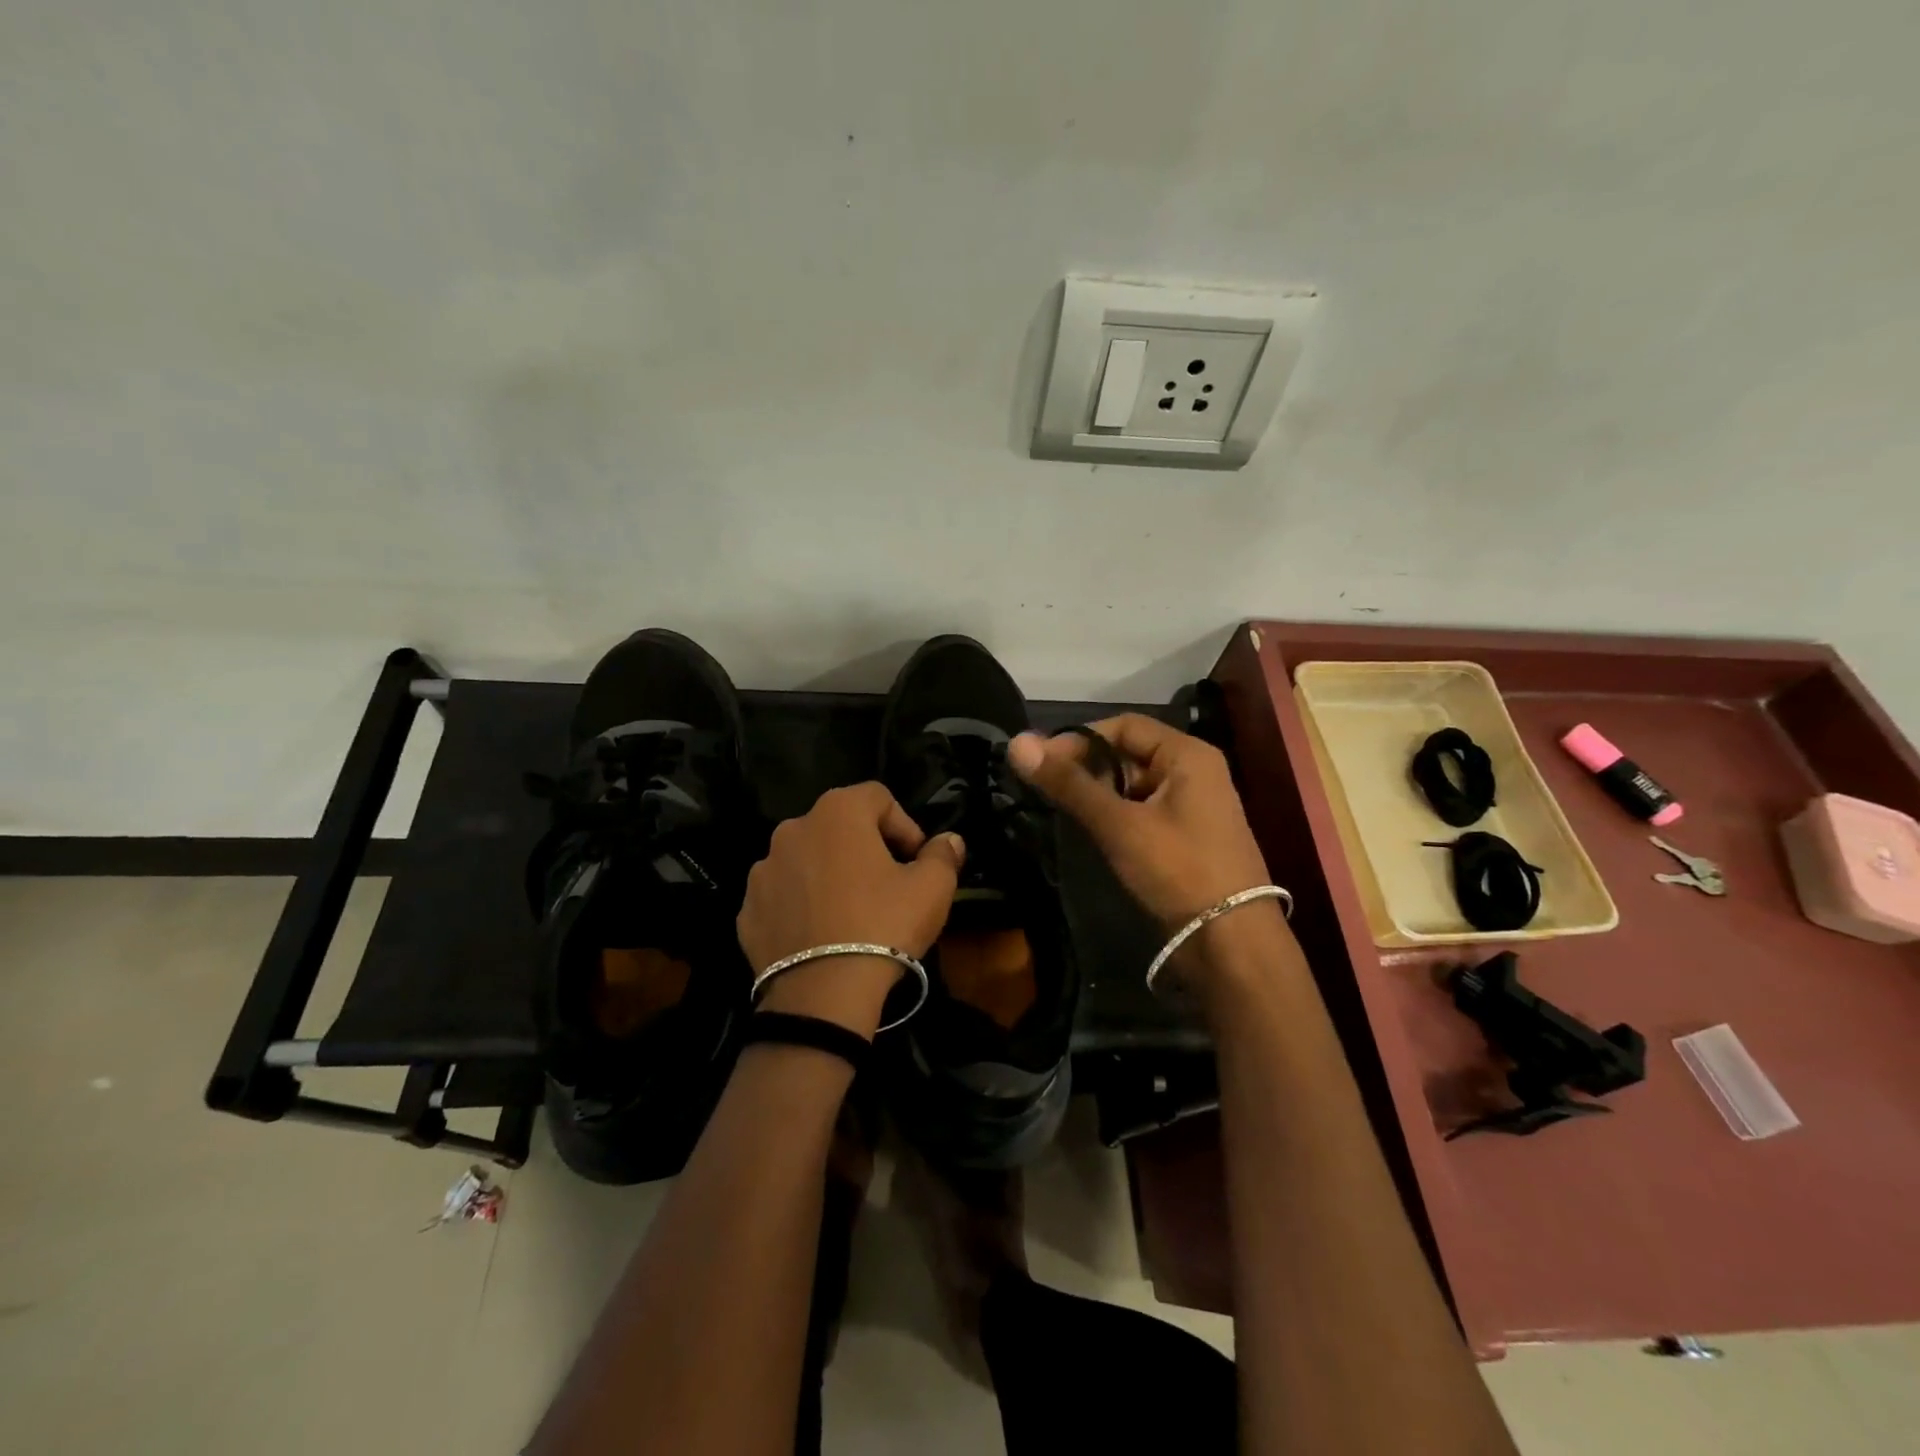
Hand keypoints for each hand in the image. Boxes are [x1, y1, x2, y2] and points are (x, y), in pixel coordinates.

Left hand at [738, 783, 965, 1034]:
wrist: (822, 995)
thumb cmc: (883, 926)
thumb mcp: (932, 889)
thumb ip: (943, 855)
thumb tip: (949, 841)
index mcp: (837, 812)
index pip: (878, 797)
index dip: (904, 825)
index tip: (917, 861)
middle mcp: (793, 829)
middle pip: (839, 826)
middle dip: (866, 848)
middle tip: (888, 885)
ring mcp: (764, 870)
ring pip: (808, 860)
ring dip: (830, 875)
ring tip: (852, 913)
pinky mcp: (747, 909)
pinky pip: (784, 895)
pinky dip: (803, 905)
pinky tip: (822, 935)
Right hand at [1008, 714, 1273, 934]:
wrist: (1231, 943)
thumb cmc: (1178, 870)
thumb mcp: (1119, 824)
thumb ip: (1069, 784)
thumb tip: (1017, 742)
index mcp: (1188, 755)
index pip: (1124, 725)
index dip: (1080, 739)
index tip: (1043, 763)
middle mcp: (1195, 772)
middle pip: (1130, 753)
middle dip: (1089, 768)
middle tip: (1049, 790)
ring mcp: (1194, 806)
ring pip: (1135, 785)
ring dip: (1101, 794)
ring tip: (1066, 812)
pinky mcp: (1188, 837)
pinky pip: (1145, 811)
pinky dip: (1118, 816)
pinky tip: (1095, 834)